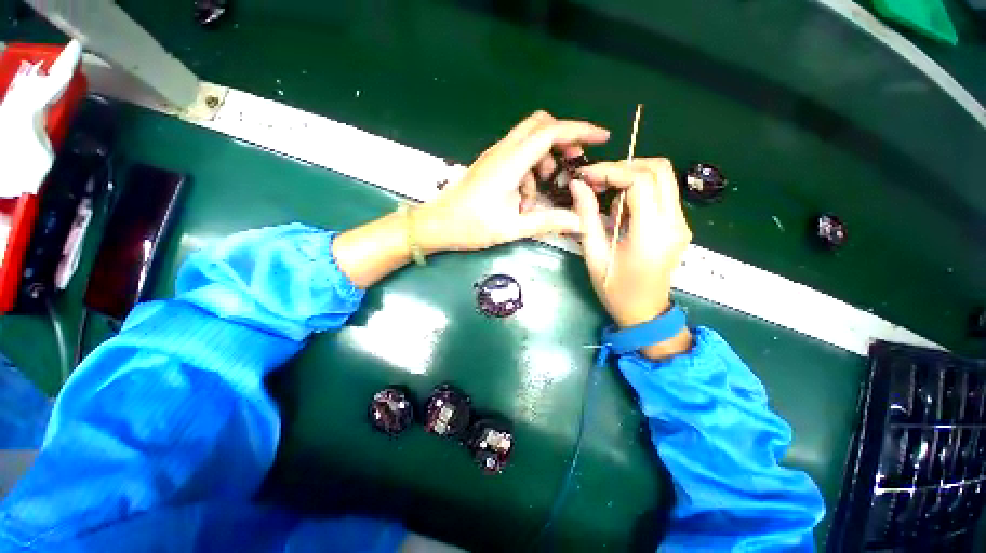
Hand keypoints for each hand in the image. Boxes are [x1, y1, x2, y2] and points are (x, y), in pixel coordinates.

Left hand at [414, 111, 609, 252]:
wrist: (437, 224)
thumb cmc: (470, 226)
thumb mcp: (513, 228)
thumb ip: (548, 222)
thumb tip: (580, 221)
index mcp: (509, 163)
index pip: (550, 133)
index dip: (579, 131)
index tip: (602, 137)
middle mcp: (502, 152)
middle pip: (539, 126)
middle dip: (563, 140)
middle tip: (574, 165)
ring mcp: (495, 157)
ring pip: (529, 142)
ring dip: (544, 162)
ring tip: (544, 194)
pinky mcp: (491, 165)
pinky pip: (518, 157)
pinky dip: (530, 172)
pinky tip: (525, 199)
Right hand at [570, 159, 693, 357]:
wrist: (644, 312)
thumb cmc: (615, 289)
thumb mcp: (594, 255)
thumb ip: (586, 217)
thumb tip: (577, 184)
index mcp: (651, 234)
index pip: (640, 181)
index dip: (611, 171)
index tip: (586, 176)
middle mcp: (674, 223)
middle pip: (659, 169)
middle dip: (623, 166)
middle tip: (596, 179)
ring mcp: (681, 223)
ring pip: (663, 177)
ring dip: (631, 176)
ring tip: (605, 194)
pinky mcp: (678, 225)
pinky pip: (662, 192)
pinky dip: (639, 188)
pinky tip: (620, 206)